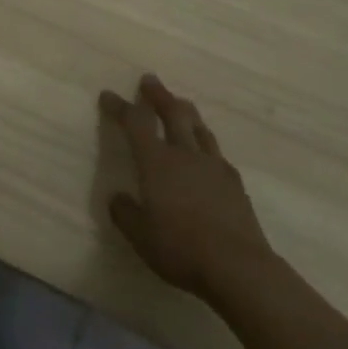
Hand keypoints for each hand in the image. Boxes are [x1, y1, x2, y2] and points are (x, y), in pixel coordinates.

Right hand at [100, 74, 276, 303]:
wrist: (239, 268)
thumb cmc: (181, 248)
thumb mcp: (140, 236)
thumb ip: (125, 213)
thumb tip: (118, 197)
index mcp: (156, 161)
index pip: (135, 122)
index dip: (120, 106)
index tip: (108, 95)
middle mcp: (185, 154)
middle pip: (173, 113)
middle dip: (159, 95)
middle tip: (150, 80)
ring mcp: (214, 166)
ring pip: (199, 127)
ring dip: (186, 111)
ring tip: (181, 104)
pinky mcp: (235, 183)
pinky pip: (216, 152)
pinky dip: (205, 142)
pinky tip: (207, 151)